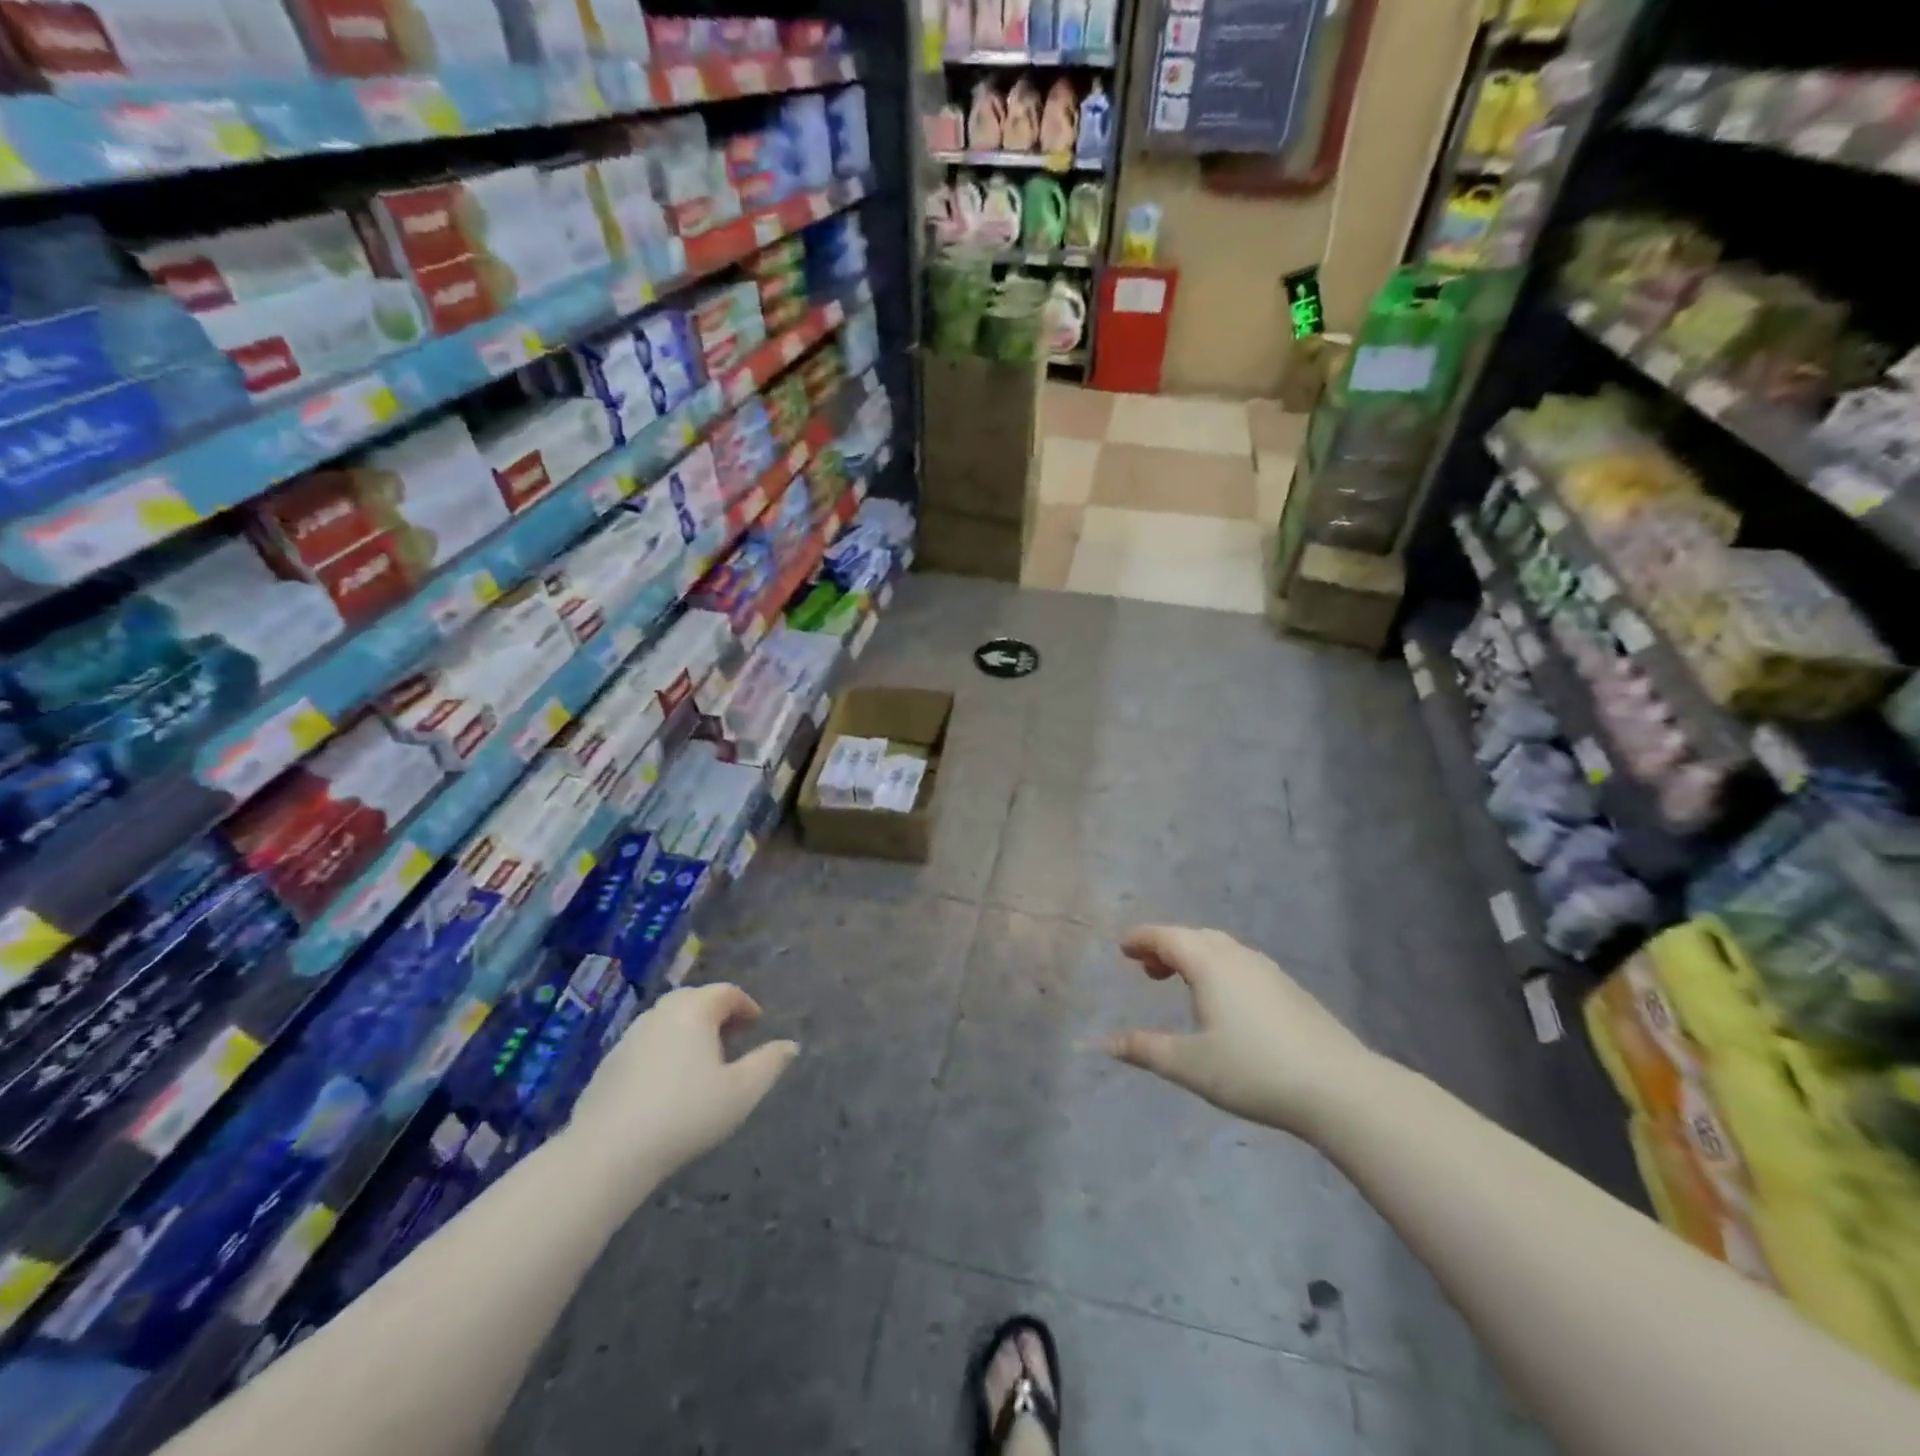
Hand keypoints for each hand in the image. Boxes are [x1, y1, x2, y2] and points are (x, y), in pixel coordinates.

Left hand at [568, 983, 798, 1190]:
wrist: (608, 1152)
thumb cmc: (685, 1115)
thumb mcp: (741, 1093)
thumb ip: (769, 1064)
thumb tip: (791, 1045)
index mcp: (694, 1011)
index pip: (726, 992)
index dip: (746, 1005)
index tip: (757, 1025)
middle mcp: (661, 1013)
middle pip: (695, 999)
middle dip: (717, 1013)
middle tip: (733, 1039)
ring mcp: (630, 1036)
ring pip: (668, 1019)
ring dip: (689, 1030)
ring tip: (702, 1061)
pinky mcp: (609, 1062)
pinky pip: (647, 1042)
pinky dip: (665, 1048)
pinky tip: (668, 1083)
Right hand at [1105, 925, 1375, 1139]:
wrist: (1339, 1088)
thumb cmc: (1254, 1071)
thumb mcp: (1190, 1064)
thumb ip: (1144, 1049)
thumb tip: (1100, 1043)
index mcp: (1209, 963)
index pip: (1166, 936)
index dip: (1141, 939)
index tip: (1123, 948)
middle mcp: (1237, 956)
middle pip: (1194, 937)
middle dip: (1166, 946)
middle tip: (1145, 968)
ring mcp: (1268, 971)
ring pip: (1221, 949)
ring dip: (1193, 957)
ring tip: (1179, 982)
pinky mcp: (1289, 989)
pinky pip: (1240, 963)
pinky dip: (1218, 968)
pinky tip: (1223, 1001)